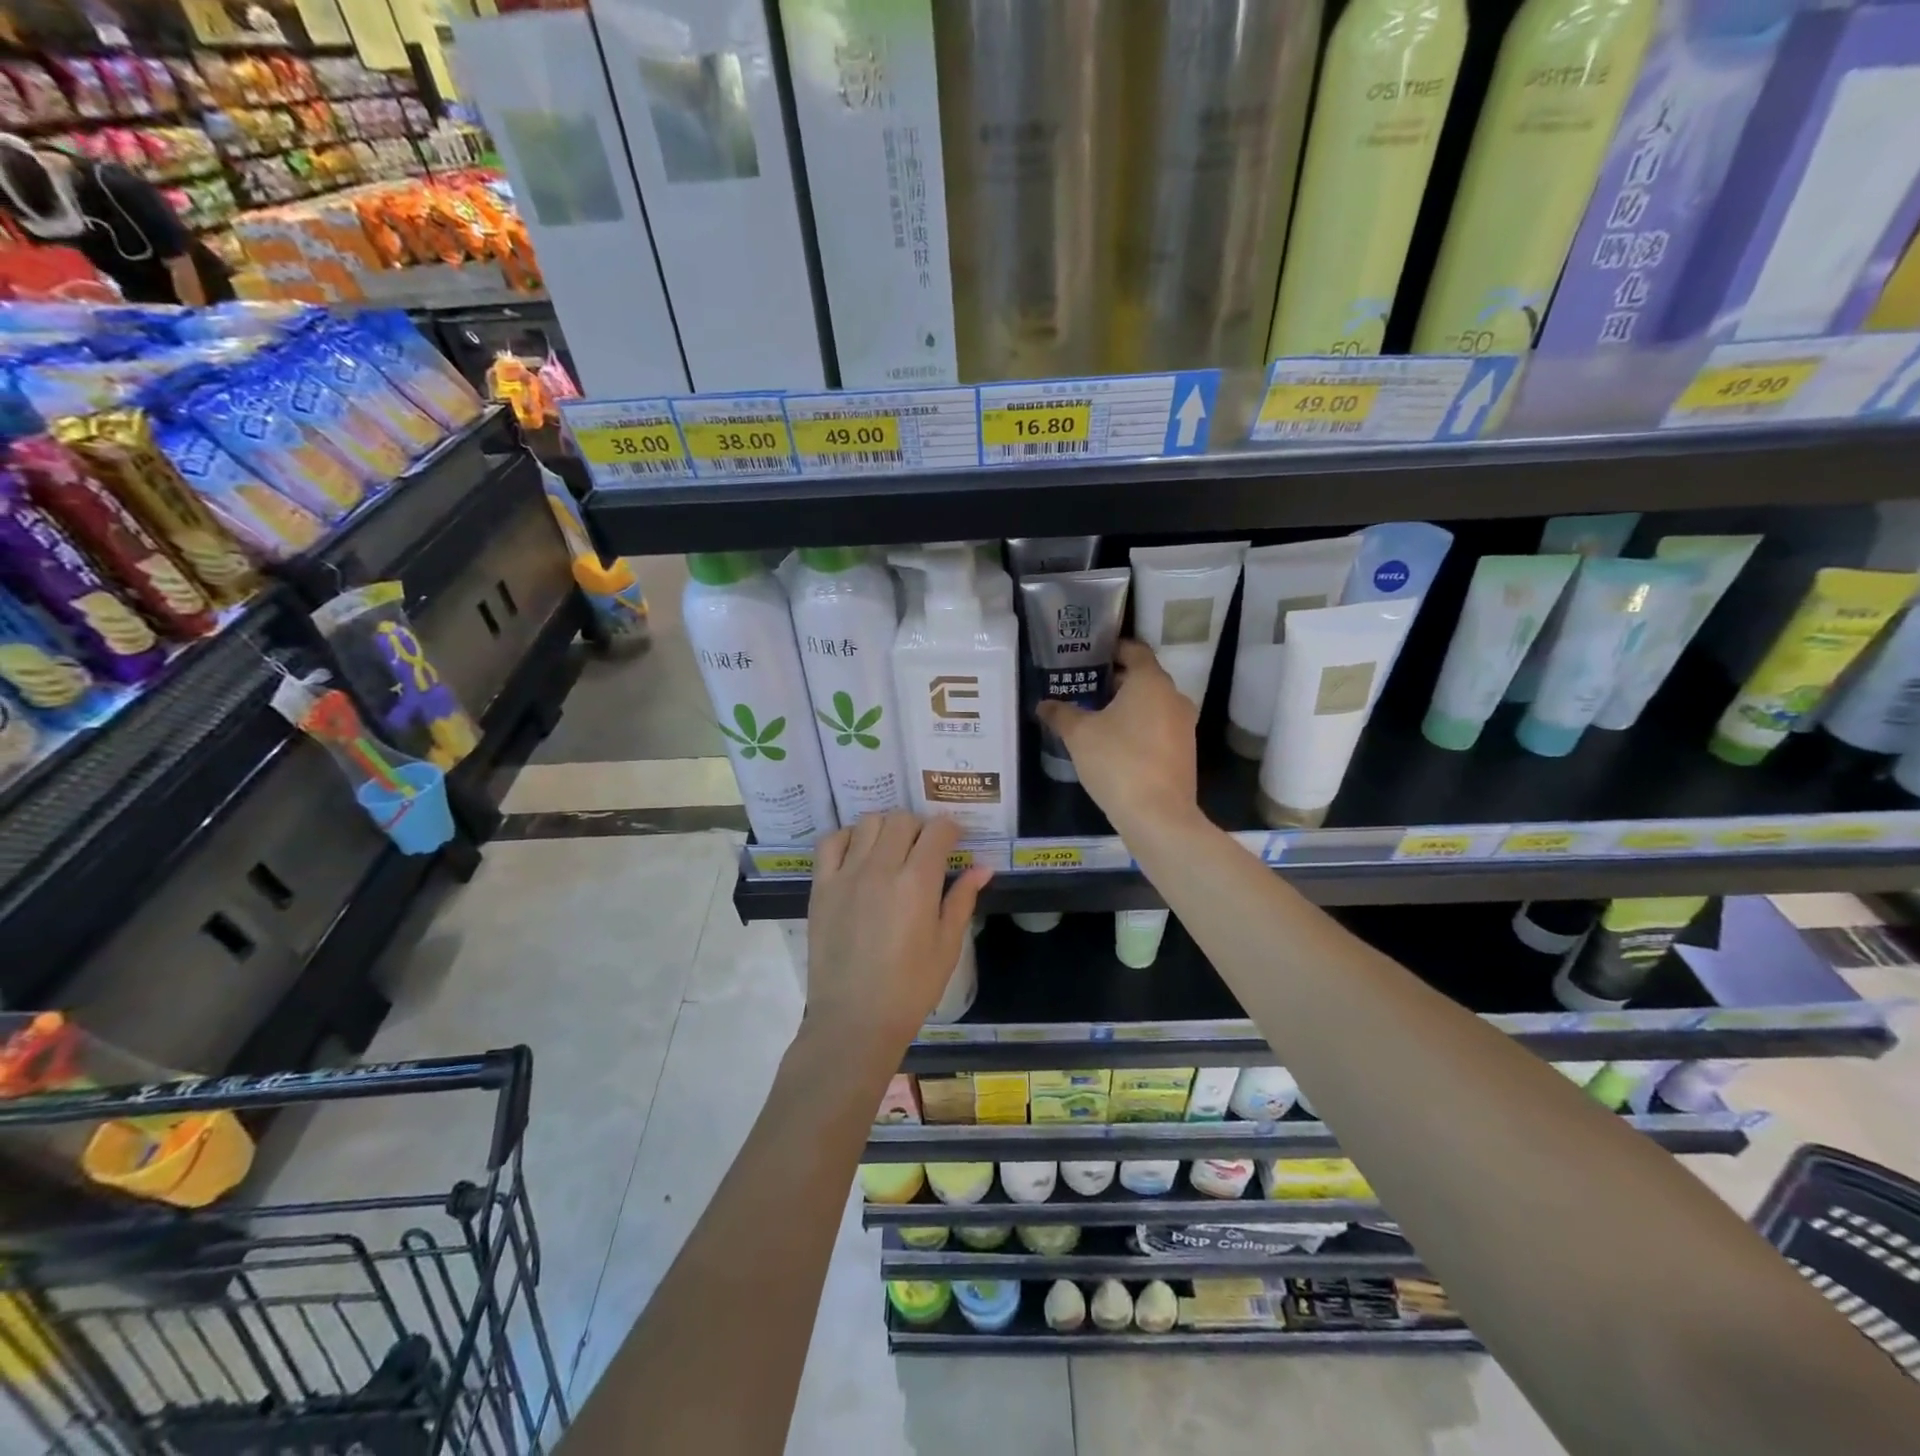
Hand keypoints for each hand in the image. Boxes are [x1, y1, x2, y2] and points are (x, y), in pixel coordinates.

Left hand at [804, 813, 991, 1057]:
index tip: (955, 841)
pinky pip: (830, 842)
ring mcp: (846, 874)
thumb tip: (983, 867)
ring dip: (886, 828)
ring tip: (892, 850)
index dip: (951, 830)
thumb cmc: (910, 988)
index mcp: (918, 883)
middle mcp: (881, 868)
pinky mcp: (821, 886)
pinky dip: (847, 837)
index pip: (938, 831)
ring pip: (868, 823)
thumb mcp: (947, 946)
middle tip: (924, 850)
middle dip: (920, 827)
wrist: (854, 1019)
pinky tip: (857, 854)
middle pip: (902, 819)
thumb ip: (962, 900)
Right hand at [1037, 639, 1200, 834]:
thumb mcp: (1079, 735)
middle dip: (1116, 681)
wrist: (1157, 815)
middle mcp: (1174, 697)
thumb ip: (1060, 714)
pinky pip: (1159, 728)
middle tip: (1086, 688)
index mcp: (1151, 682)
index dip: (1113, 648)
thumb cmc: (1117, 761)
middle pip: (1144, 678)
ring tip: (1097, 718)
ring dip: (1128, 707)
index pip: (1135, 649)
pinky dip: (1140, 728)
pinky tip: (1116, 745)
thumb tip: (1043, 704)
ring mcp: (1184, 725)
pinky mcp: (1185, 751)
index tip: (1091, 655)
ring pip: (1153, 705)